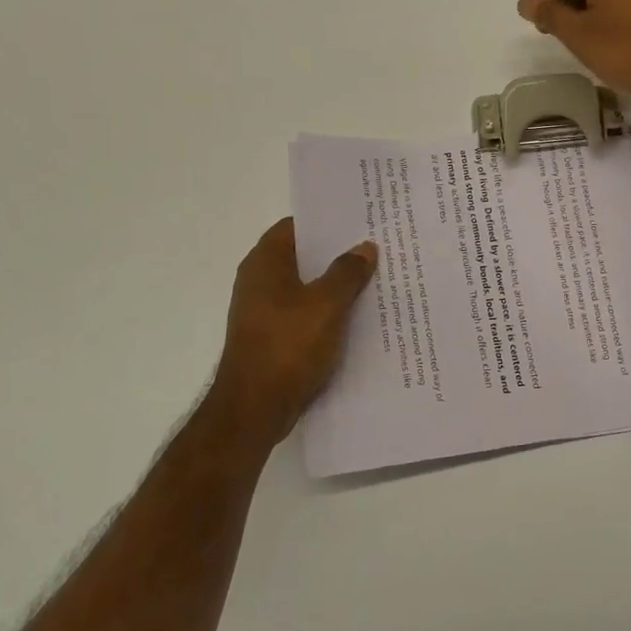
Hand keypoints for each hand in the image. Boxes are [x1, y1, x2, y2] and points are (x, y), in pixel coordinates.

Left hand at [207, 219, 377, 448]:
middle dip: (337, 254)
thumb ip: (347, 272)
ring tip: (375, 280)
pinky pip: (305, 314)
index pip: (296, 226)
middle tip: (376, 248)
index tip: (359, 220)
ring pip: (306, 287)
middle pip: (303, 257)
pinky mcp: (272, 338)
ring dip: (335, 286)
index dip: (326, 222)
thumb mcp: (327, 304)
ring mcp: (264, 312)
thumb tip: (364, 247)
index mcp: (265, 263)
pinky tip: (358, 318)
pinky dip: (328, 312)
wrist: (255, 409)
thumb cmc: (288, 346)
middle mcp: (259, 282)